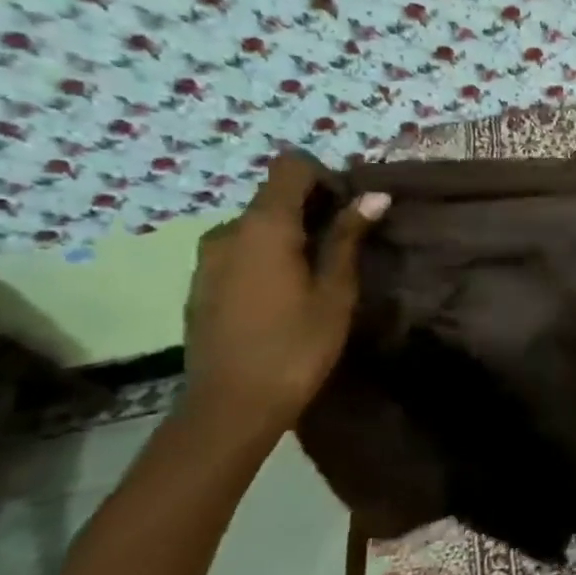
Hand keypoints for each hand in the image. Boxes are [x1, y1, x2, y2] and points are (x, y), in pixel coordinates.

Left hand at [179, 151, 389, 444]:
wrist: (231, 407)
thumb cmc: (296, 345)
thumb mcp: (335, 290)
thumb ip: (348, 237)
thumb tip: (374, 195)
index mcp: (263, 226)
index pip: (290, 167)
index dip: (325, 177)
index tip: (349, 211)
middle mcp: (227, 232)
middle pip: (274, 197)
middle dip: (313, 210)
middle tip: (344, 248)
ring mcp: (207, 259)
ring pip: (258, 227)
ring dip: (290, 237)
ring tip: (317, 276)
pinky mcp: (201, 285)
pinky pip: (241, 252)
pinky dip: (267, 257)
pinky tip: (286, 296)